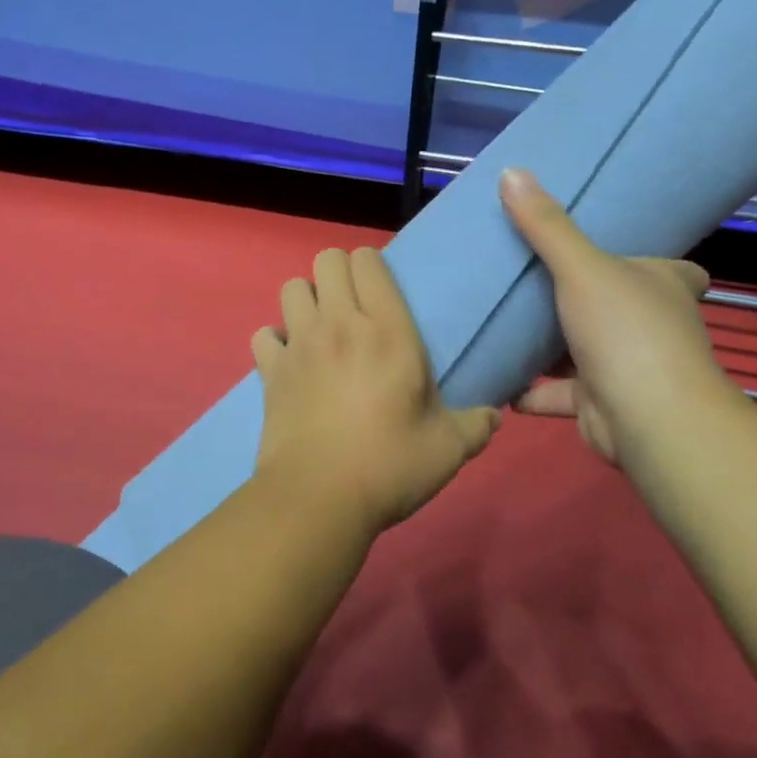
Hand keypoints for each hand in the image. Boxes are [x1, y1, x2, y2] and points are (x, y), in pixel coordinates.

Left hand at [250, 247, 499, 533]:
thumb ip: (474, 426)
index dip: (372, 265)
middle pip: (327, 259)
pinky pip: (264, 334)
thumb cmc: (389, 465)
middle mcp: (340, 324)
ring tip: (320, 329)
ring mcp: (299, 344)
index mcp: (388, 331)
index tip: (381, 291)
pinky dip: (274, 341)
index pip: (368, 261)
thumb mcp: (447, 449)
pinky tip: (289, 361)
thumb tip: (492, 418)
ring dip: (306, 300)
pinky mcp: (270, 370)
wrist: (319, 497)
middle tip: (353, 307)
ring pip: (291, 287)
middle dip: (338, 273)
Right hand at [498, 168, 740, 467]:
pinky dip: (529, 388)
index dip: (652, 262)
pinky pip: (557, 392)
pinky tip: (495, 374)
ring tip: (501, 322)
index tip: (614, 253)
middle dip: (582, 299)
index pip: (674, 270)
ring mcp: (628, 367)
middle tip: (532, 279)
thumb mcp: (582, 267)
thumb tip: (511, 172)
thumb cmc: (626, 330)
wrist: (647, 419)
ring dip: (548, 345)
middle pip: (618, 307)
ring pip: (582, 350)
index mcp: (664, 286)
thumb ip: (546, 226)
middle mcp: (652, 325)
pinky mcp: (600, 403)